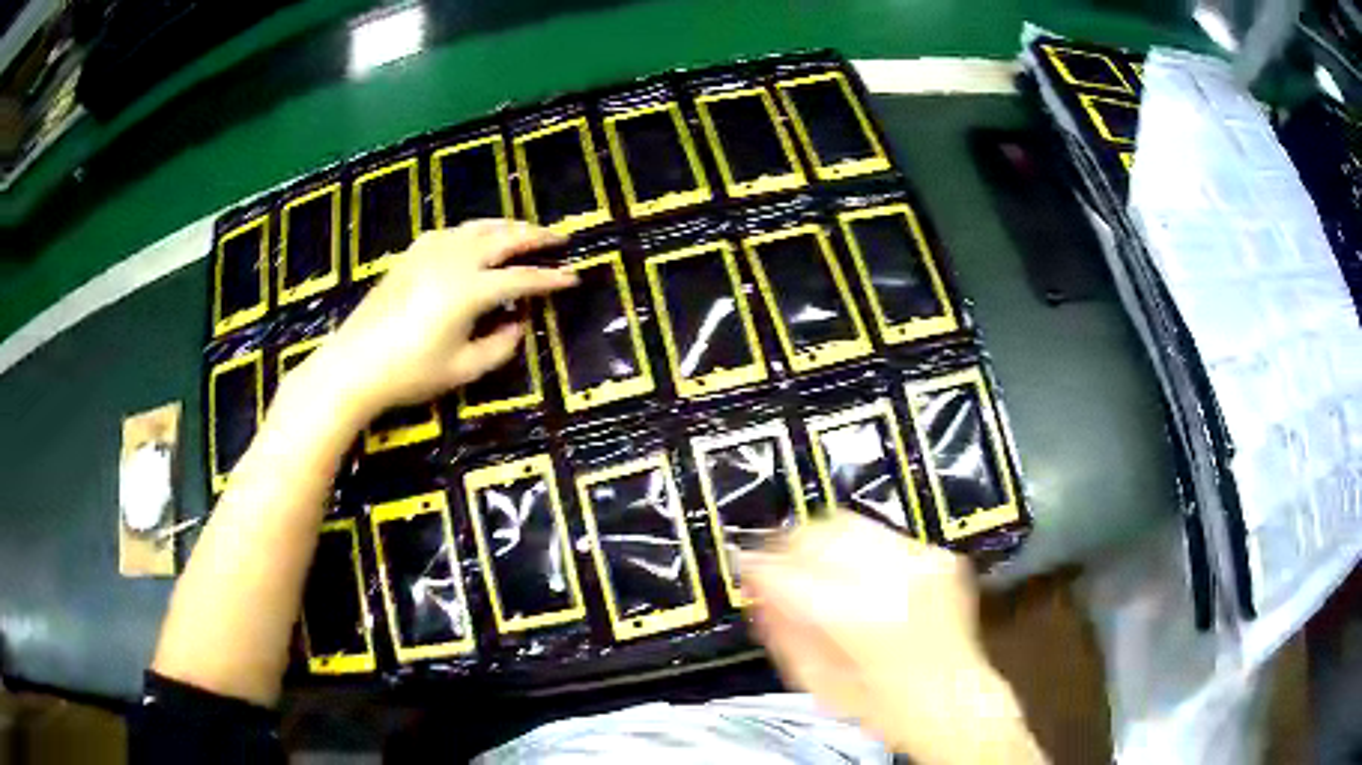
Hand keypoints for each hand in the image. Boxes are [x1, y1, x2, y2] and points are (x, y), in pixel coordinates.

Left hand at [305, 220, 574, 419]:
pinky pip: (451, 232)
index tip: (574, 278)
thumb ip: (499, 347)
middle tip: (559, 237)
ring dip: (506, 227)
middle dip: (535, 237)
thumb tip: (517, 325)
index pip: (521, 279)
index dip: (550, 279)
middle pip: (503, 239)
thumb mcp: (462, 369)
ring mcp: (429, 253)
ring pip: (477, 228)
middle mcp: (454, 260)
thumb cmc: (410, 373)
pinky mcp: (411, 255)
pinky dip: (473, 230)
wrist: (354, 364)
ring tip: (525, 230)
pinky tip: (475, 237)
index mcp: (470, 290)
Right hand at [743, 514, 1044, 764]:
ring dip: (825, 543)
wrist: (953, 700)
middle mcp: (895, 578)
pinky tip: (858, 578)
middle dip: (792, 545)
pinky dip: (859, 550)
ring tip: (819, 571)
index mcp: (860, 617)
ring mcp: (922, 561)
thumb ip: (783, 627)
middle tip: (781, 567)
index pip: (792, 569)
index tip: (749, 568)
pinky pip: (883, 535)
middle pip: (822, 530)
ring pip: (851, 522)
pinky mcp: (938, 556)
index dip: (761, 565)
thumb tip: (759, 582)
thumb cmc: (887, 707)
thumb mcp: (818, 680)